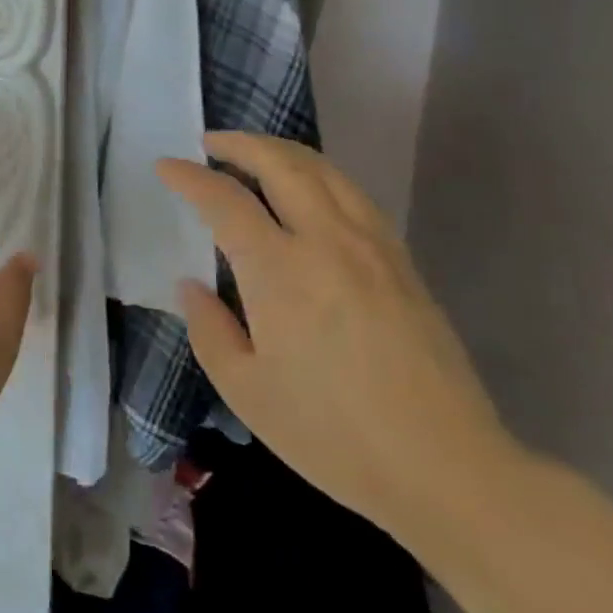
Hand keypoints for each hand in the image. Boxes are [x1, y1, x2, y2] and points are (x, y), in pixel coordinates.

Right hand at [157, 133, 523, 539]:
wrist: (447, 468)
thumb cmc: (333, 435)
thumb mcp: (246, 391)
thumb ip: (209, 329)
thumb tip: (192, 284)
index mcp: (279, 270)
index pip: (224, 199)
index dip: (189, 177)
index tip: (166, 166)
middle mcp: (325, 240)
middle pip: (280, 163)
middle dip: (239, 144)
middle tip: (210, 143)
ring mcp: (371, 246)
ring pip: (323, 170)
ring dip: (281, 151)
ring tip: (255, 155)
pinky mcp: (402, 261)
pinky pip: (352, 193)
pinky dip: (319, 175)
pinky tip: (309, 191)